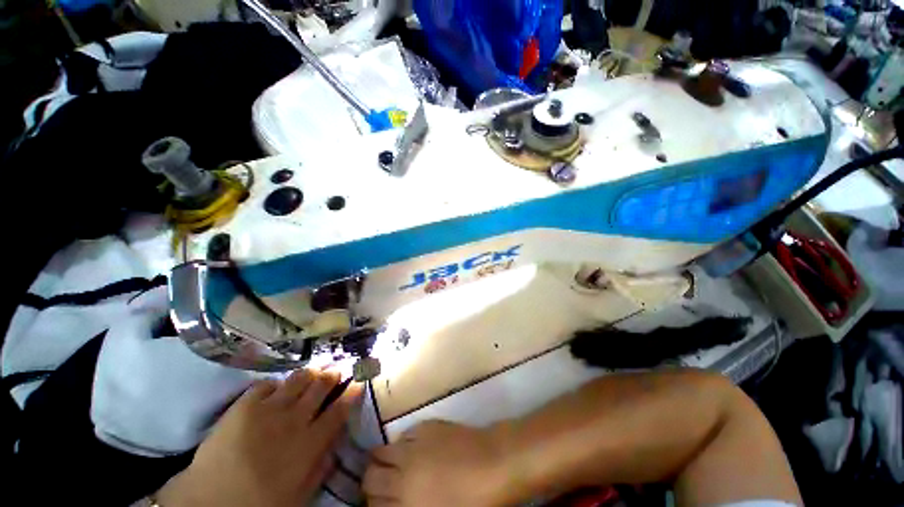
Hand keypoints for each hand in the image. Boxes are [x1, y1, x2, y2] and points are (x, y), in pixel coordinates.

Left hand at [156, 369, 361, 506]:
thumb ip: (323, 464)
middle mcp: (295, 419)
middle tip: (337, 368)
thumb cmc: (260, 504)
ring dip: (309, 373)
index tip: (358, 380)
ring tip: (312, 372)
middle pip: (321, 385)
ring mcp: (269, 409)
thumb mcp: (301, 493)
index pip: (340, 408)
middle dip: (333, 374)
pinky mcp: (245, 405)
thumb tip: (337, 438)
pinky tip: (276, 390)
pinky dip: (275, 384)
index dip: (352, 391)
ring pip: (299, 378)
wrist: (210, 502)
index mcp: (311, 442)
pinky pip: (267, 383)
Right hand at [363, 420, 511, 506]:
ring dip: (383, 459)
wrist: (494, 462)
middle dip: (372, 481)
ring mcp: (414, 445)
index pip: (372, 503)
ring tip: (395, 464)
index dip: (372, 503)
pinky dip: (403, 443)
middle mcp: (403, 473)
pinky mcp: (425, 426)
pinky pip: (404, 435)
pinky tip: (415, 448)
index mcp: (407, 503)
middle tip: (383, 484)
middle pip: (371, 475)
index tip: (379, 502)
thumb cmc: (474, 501)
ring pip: (382, 451)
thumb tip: (399, 502)